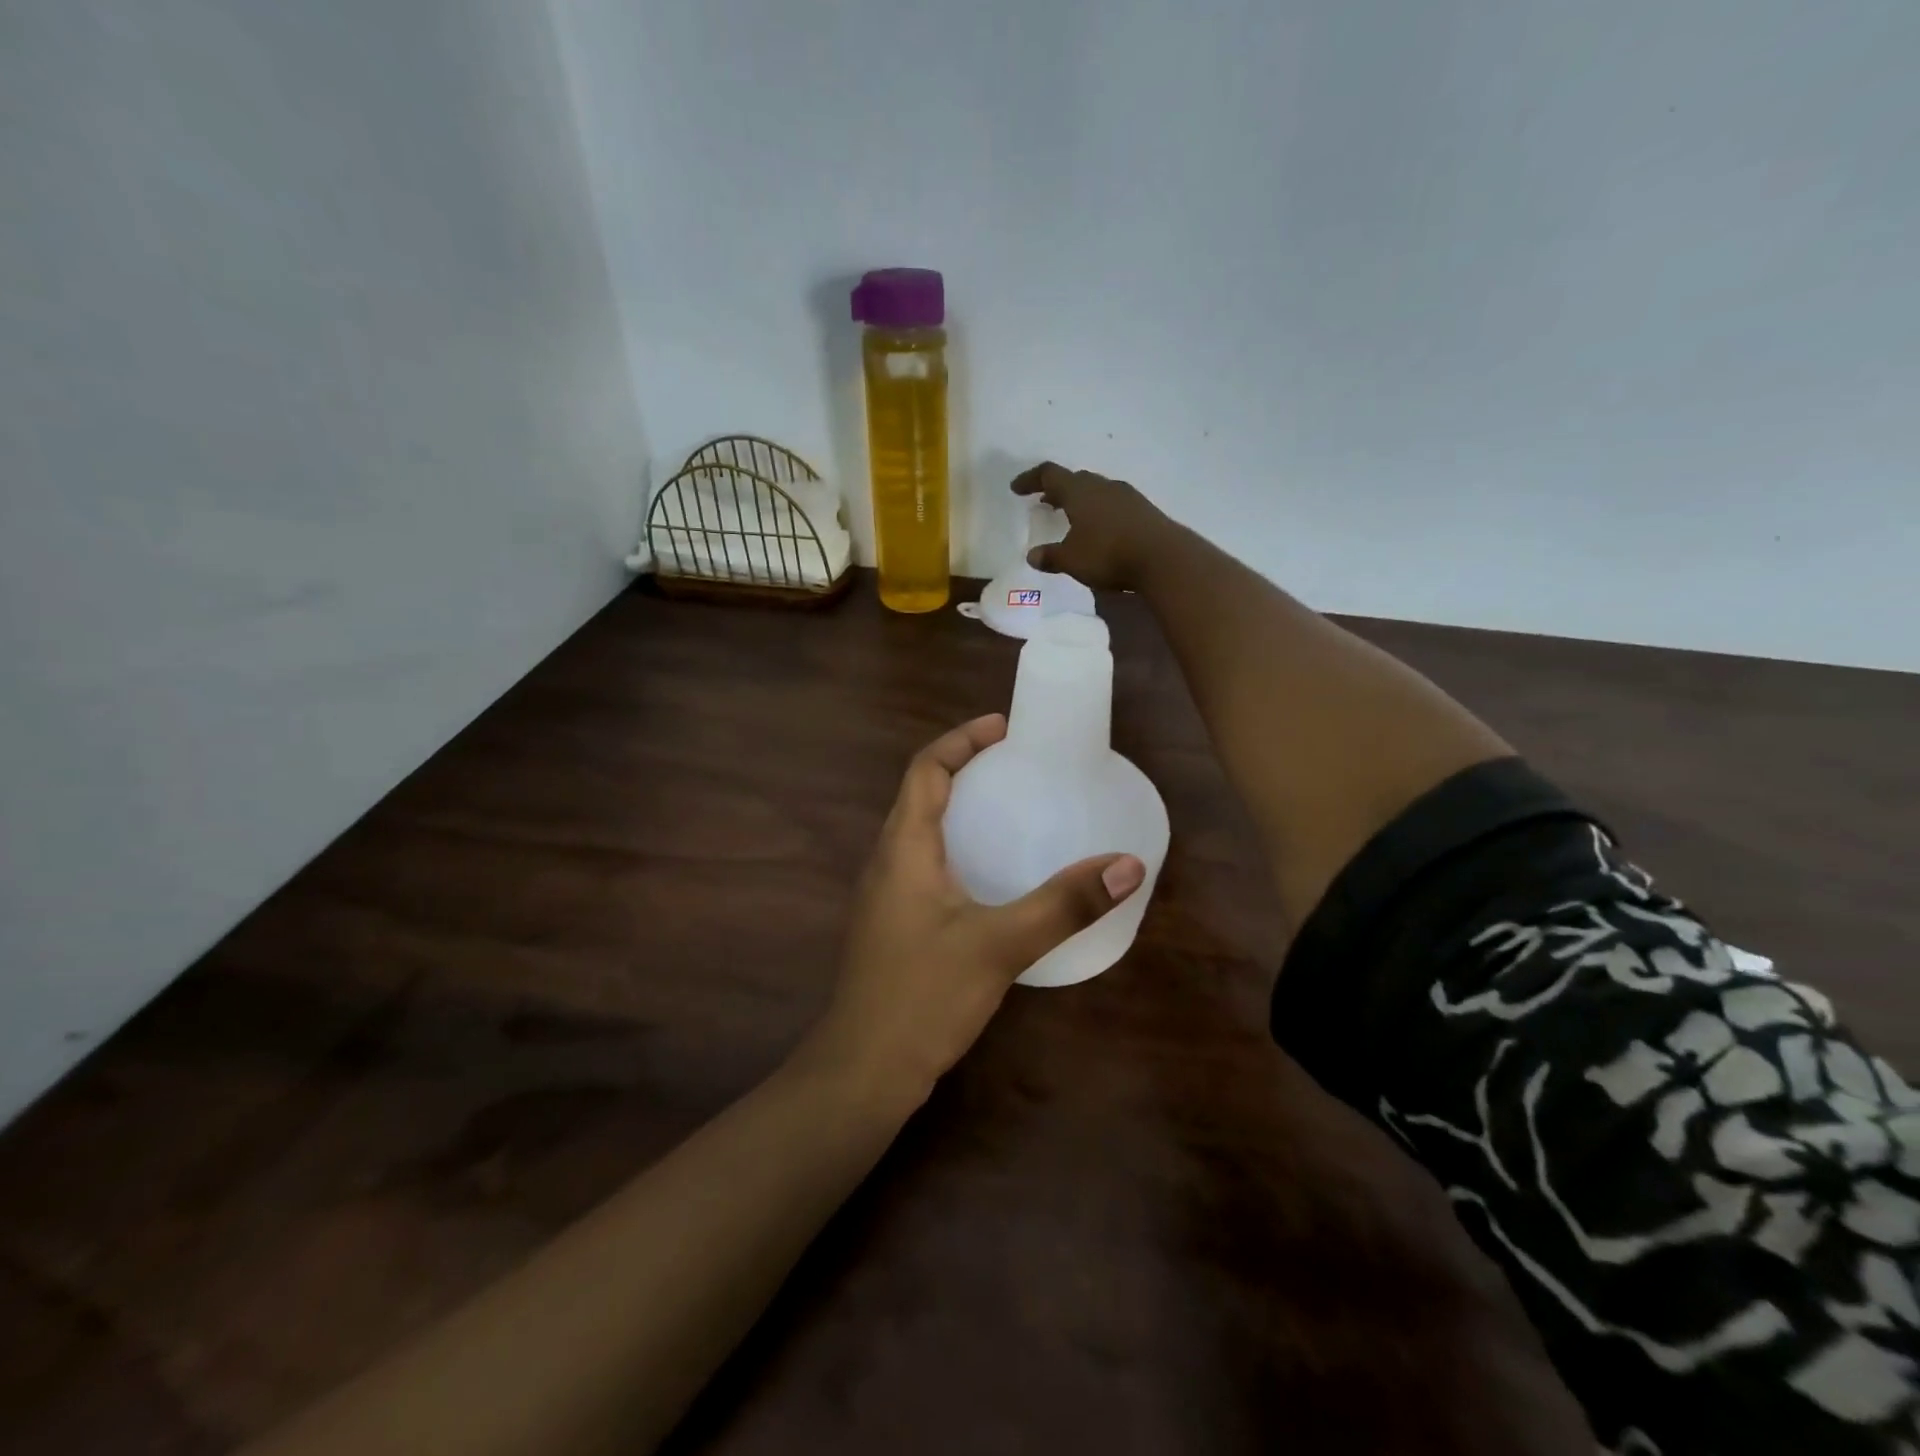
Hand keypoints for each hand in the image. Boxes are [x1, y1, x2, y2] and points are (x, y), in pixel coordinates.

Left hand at [800, 714, 1145, 1104]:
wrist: (863, 1070)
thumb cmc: (923, 995)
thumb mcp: (999, 945)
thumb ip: (1063, 904)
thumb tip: (1127, 865)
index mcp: (903, 847)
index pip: (926, 769)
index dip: (961, 740)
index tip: (1004, 728)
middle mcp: (887, 861)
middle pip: (922, 794)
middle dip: (965, 769)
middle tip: (1017, 765)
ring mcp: (886, 896)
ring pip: (922, 831)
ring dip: (960, 809)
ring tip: (1010, 810)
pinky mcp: (894, 925)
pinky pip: (926, 865)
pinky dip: (958, 848)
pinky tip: (992, 877)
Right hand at [1012, 462, 1174, 591]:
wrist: (1163, 558)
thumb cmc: (1108, 554)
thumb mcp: (1072, 560)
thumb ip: (1050, 556)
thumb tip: (1032, 555)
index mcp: (1079, 491)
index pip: (1049, 474)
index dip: (1030, 479)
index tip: (1016, 489)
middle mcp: (1102, 486)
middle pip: (1075, 479)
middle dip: (1057, 489)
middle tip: (1045, 502)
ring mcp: (1126, 496)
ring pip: (1096, 490)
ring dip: (1080, 500)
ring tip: (1071, 517)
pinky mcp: (1142, 510)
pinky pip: (1113, 503)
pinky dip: (1098, 510)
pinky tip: (1099, 530)